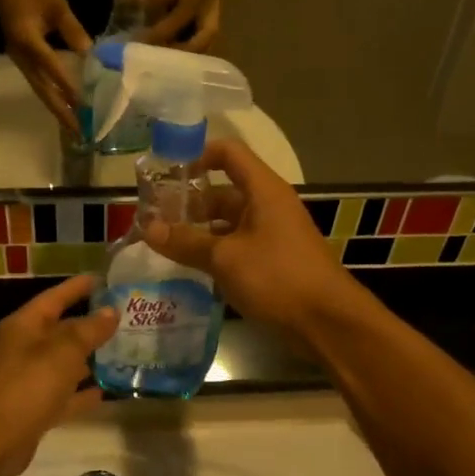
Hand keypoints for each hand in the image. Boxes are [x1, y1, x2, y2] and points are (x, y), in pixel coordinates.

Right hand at [0, 0, 91, 131]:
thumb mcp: (57, 6)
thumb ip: (73, 30)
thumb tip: (89, 55)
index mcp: (29, 41)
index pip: (52, 67)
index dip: (67, 86)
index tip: (83, 105)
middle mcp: (22, 57)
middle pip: (43, 90)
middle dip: (62, 112)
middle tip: (79, 132)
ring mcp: (20, 62)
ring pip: (40, 91)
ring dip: (57, 109)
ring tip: (73, 127)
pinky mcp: (22, 63)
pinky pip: (38, 85)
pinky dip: (52, 98)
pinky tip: (64, 106)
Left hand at [0, 275, 118, 475]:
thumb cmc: (24, 386)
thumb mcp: (62, 352)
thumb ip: (88, 331)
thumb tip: (111, 311)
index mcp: (24, 326)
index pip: (54, 298)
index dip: (78, 287)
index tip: (104, 278)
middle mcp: (24, 349)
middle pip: (61, 331)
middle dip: (90, 324)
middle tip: (125, 318)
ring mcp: (28, 381)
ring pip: (63, 364)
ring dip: (89, 359)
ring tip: (122, 352)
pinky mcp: (33, 410)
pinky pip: (63, 396)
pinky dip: (81, 394)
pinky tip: (105, 392)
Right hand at [140, 140, 358, 337]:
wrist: (327, 322)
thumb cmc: (277, 277)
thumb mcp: (225, 258)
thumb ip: (185, 242)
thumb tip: (147, 228)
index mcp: (263, 190)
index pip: (228, 153)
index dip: (197, 155)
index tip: (166, 174)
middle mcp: (268, 206)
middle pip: (223, 191)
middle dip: (189, 203)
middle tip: (153, 218)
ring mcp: (272, 234)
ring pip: (228, 223)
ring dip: (198, 231)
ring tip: (164, 244)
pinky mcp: (273, 261)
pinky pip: (237, 246)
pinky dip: (214, 252)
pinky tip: (190, 268)